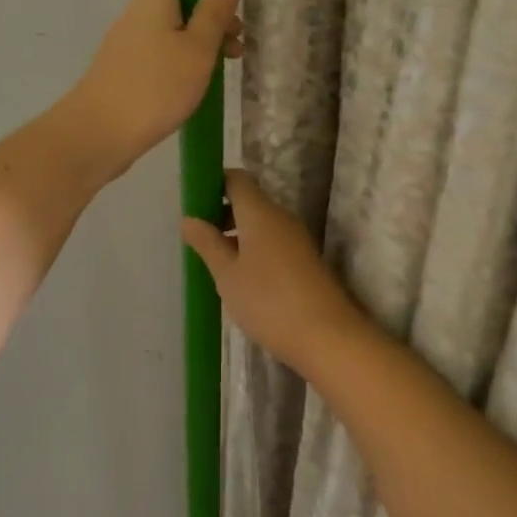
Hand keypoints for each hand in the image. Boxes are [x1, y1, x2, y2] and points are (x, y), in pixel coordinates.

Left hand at [65, 0, 241, 177]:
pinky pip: (159, 51)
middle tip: (236, 36)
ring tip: (229, 63)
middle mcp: (136, 15)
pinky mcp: (125, 71)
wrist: (97, 135)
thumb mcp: (196, 51)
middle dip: (208, 8)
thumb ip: (213, 16)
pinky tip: (200, 84)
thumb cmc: (154, 87)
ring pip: (169, 25)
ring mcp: (128, 44)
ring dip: (200, 37)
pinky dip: (182, 58)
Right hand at [181, 170, 366, 373]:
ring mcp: (296, 239)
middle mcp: (280, 217)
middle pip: (248, 201)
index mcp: (259, 212)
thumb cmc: (268, 300)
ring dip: (237, 234)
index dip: (213, 184)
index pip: (235, 179)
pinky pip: (273, 242)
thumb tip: (188, 218)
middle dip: (221, 213)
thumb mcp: (227, 274)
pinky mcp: (305, 261)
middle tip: (198, 237)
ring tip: (215, 262)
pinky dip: (253, 250)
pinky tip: (241, 278)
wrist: (328, 337)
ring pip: (261, 224)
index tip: (193, 203)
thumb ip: (207, 243)